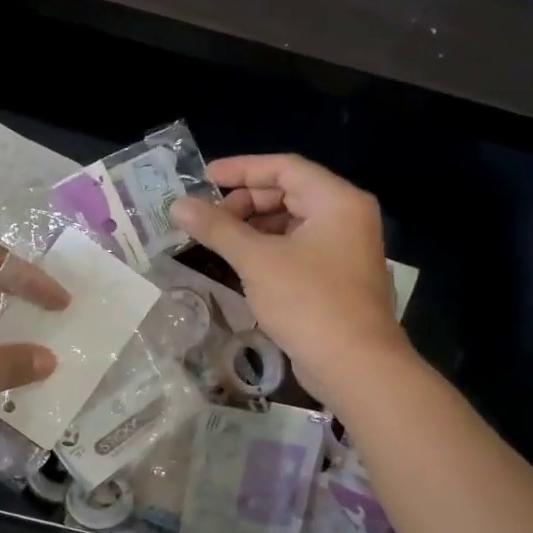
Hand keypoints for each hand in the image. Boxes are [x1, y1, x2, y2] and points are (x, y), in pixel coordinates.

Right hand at [171, 155, 403, 386]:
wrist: (355, 365)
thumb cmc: (308, 302)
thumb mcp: (257, 260)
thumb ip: (217, 228)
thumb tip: (177, 205)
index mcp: (337, 201)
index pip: (284, 167)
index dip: (241, 169)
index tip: (203, 178)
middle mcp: (346, 217)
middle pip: (288, 193)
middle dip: (244, 201)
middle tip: (207, 217)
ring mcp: (344, 248)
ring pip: (290, 222)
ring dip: (252, 226)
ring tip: (217, 239)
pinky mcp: (336, 277)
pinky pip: (296, 248)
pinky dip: (267, 248)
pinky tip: (240, 263)